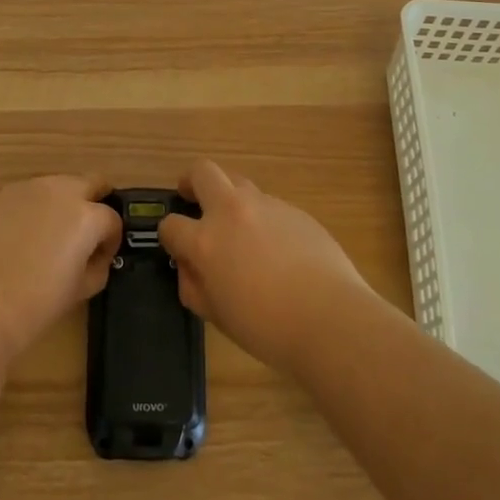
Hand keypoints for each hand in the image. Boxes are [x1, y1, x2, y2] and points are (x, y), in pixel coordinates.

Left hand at [0, 175, 122, 363]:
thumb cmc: (32, 305)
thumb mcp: (79, 291)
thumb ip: (95, 267)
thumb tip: (94, 258)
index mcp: (86, 215)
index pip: (112, 220)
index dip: (110, 242)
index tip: (101, 259)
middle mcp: (59, 191)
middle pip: (90, 184)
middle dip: (93, 204)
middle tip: (84, 236)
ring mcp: (26, 189)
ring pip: (56, 187)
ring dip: (61, 206)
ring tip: (48, 240)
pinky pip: (26, 197)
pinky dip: (31, 211)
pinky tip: (18, 241)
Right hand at [156, 159, 375, 375]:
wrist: (330, 318)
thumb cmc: (266, 328)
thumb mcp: (217, 316)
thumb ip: (194, 285)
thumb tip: (189, 266)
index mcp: (206, 240)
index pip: (171, 225)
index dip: (169, 236)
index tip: (176, 247)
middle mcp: (232, 211)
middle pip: (202, 171)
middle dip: (191, 181)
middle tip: (193, 199)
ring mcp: (266, 205)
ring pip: (238, 183)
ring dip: (230, 199)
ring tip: (240, 230)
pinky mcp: (294, 209)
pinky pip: (269, 205)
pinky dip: (262, 218)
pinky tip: (277, 249)